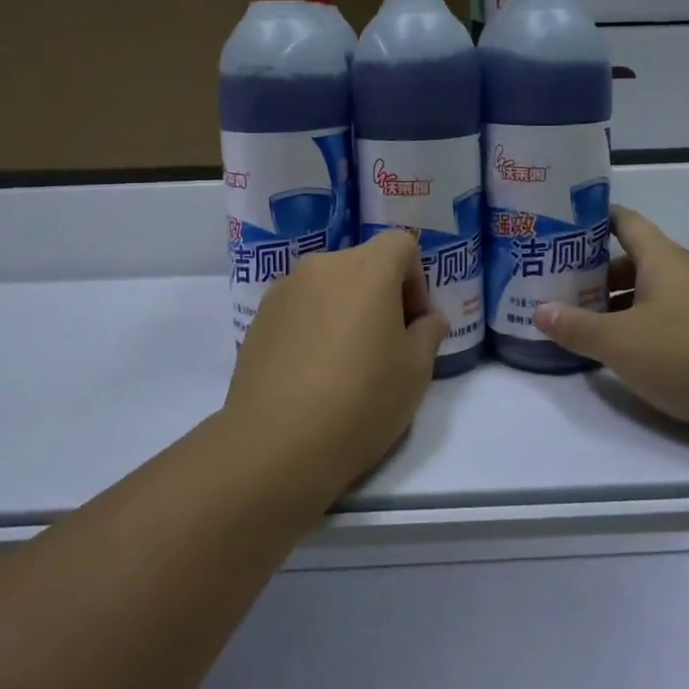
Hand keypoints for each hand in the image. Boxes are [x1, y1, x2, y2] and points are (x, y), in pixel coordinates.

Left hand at [225, 231, 448, 491]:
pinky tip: (312, 373)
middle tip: (385, 346)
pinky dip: (314, 325)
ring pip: (329, 286)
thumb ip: (428, 335)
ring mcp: (284, 290)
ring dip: (345, 309)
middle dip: (381, 295)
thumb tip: (429, 320)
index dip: (415, 278)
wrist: (275, 444)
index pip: (400, 244)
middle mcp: (322, 267)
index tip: (412, 323)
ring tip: (345, 363)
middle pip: (363, 264)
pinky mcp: (258, 318)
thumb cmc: (360, 402)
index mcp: (366, 269)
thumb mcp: (415, 373)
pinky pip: (300, 307)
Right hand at [534, 206, 688, 445]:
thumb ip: (576, 327)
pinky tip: (627, 352)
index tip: (560, 226)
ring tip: (585, 322)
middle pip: (634, 259)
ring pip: (652, 291)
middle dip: (596, 272)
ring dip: (618, 303)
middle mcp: (686, 272)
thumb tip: (539, 311)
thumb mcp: (621, 343)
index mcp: (662, 258)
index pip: (624, 221)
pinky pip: (670, 317)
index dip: (592, 219)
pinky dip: (643, 325)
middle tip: (559, 287)